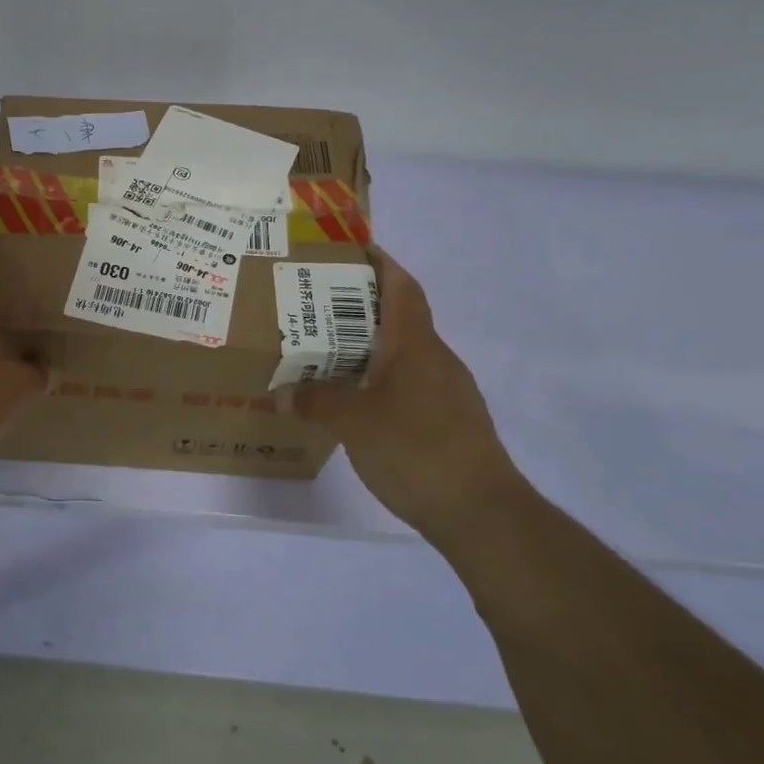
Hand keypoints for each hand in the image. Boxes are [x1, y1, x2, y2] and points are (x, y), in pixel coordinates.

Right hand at [292, 249, 534, 543]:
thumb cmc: (416, 450)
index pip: (402, 288)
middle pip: (399, 318)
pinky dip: (380, 381)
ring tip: (327, 354)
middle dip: (360, 308)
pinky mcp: (450, 422)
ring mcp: (447, 392)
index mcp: (415, 346)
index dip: (381, 264)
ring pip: (403, 354)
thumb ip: (316, 402)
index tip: (352, 250)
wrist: (481, 512)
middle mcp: (435, 359)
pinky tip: (356, 403)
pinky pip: (409, 385)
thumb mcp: (353, 424)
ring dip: (368, 348)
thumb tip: (282, 394)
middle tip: (316, 308)